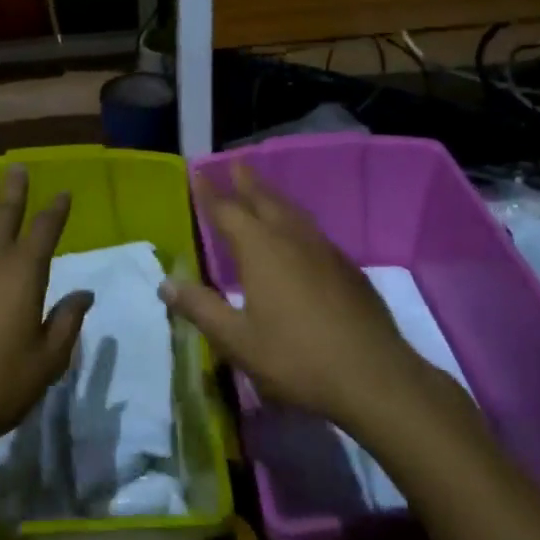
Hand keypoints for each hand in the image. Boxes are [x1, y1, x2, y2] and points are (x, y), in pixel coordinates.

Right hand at [161, 163, 430, 434]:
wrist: (373, 376)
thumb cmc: (296, 358)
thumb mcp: (237, 340)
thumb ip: (201, 308)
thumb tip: (166, 283)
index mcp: (260, 249)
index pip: (227, 211)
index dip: (210, 193)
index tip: (199, 173)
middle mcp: (292, 238)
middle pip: (265, 200)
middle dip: (247, 182)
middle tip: (236, 163)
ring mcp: (324, 250)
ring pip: (292, 212)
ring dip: (273, 198)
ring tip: (263, 192)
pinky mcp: (347, 268)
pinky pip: (312, 231)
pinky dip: (295, 222)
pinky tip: (298, 237)